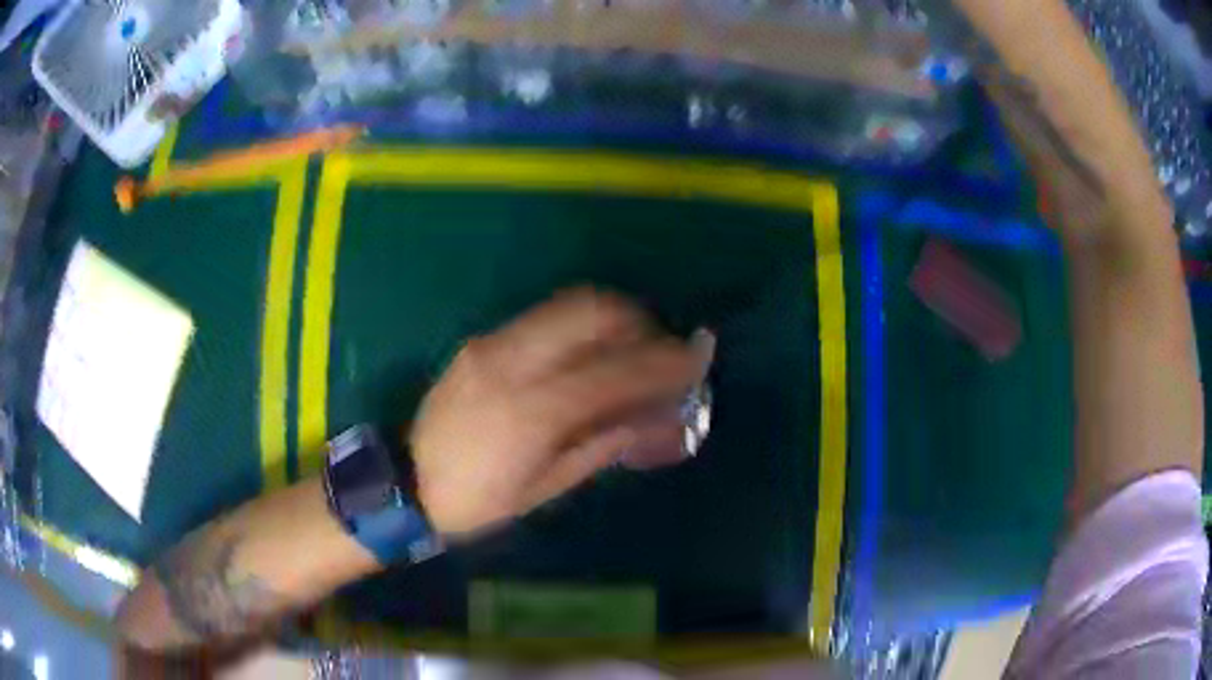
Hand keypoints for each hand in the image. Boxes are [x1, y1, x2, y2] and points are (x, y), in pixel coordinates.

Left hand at [409, 288, 712, 535]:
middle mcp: (513, 363)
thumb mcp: (546, 486)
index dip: (664, 362)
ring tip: (631, 346)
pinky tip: (589, 352)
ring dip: (612, 317)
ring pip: (567, 305)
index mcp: (532, 412)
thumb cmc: (478, 500)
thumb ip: (602, 444)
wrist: (407, 482)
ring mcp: (493, 345)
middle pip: (593, 313)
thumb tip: (652, 416)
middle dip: (640, 321)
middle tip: (661, 348)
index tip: (696, 359)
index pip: (615, 371)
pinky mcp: (481, 341)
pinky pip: (543, 319)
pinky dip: (579, 326)